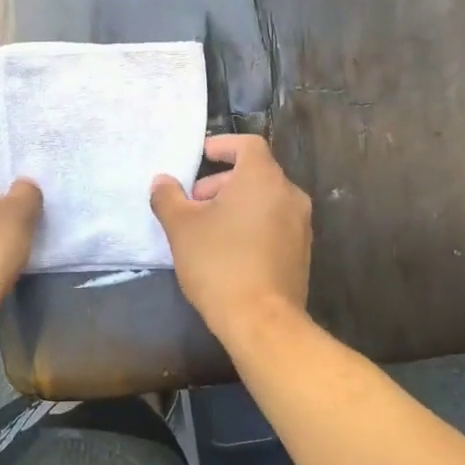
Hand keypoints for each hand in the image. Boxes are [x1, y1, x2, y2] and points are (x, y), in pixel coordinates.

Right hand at [150, 134, 311, 340]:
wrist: (262, 320)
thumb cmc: (219, 263)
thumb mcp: (181, 227)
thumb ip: (168, 198)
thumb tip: (162, 181)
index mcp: (263, 178)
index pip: (247, 145)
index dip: (223, 146)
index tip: (201, 157)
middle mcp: (289, 194)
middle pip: (255, 173)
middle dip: (222, 182)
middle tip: (194, 202)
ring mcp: (300, 224)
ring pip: (265, 200)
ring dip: (236, 204)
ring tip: (207, 228)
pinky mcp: (302, 251)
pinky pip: (274, 223)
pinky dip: (252, 224)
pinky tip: (228, 250)